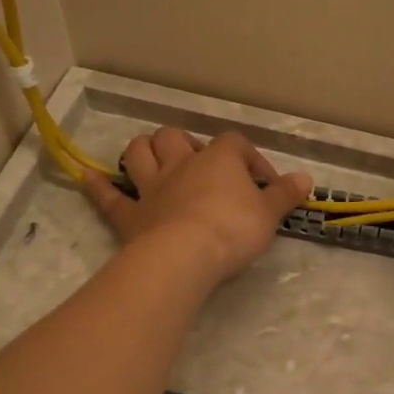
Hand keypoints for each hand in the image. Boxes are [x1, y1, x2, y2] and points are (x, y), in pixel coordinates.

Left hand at [84, 128, 312, 285]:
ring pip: (139, 154)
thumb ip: (285, 194)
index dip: (251, 160)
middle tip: (200, 166)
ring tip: (151, 158)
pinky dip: (97, 186)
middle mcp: (181, 165)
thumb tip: (305, 178)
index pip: (236, 145)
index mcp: (218, 159)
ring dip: (143, 152)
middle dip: (185, 145)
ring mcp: (151, 188)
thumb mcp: (269, 213)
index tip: (266, 186)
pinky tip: (88, 176)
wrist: (186, 255)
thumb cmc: (233, 229)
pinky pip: (109, 197)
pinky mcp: (130, 215)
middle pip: (175, 138)